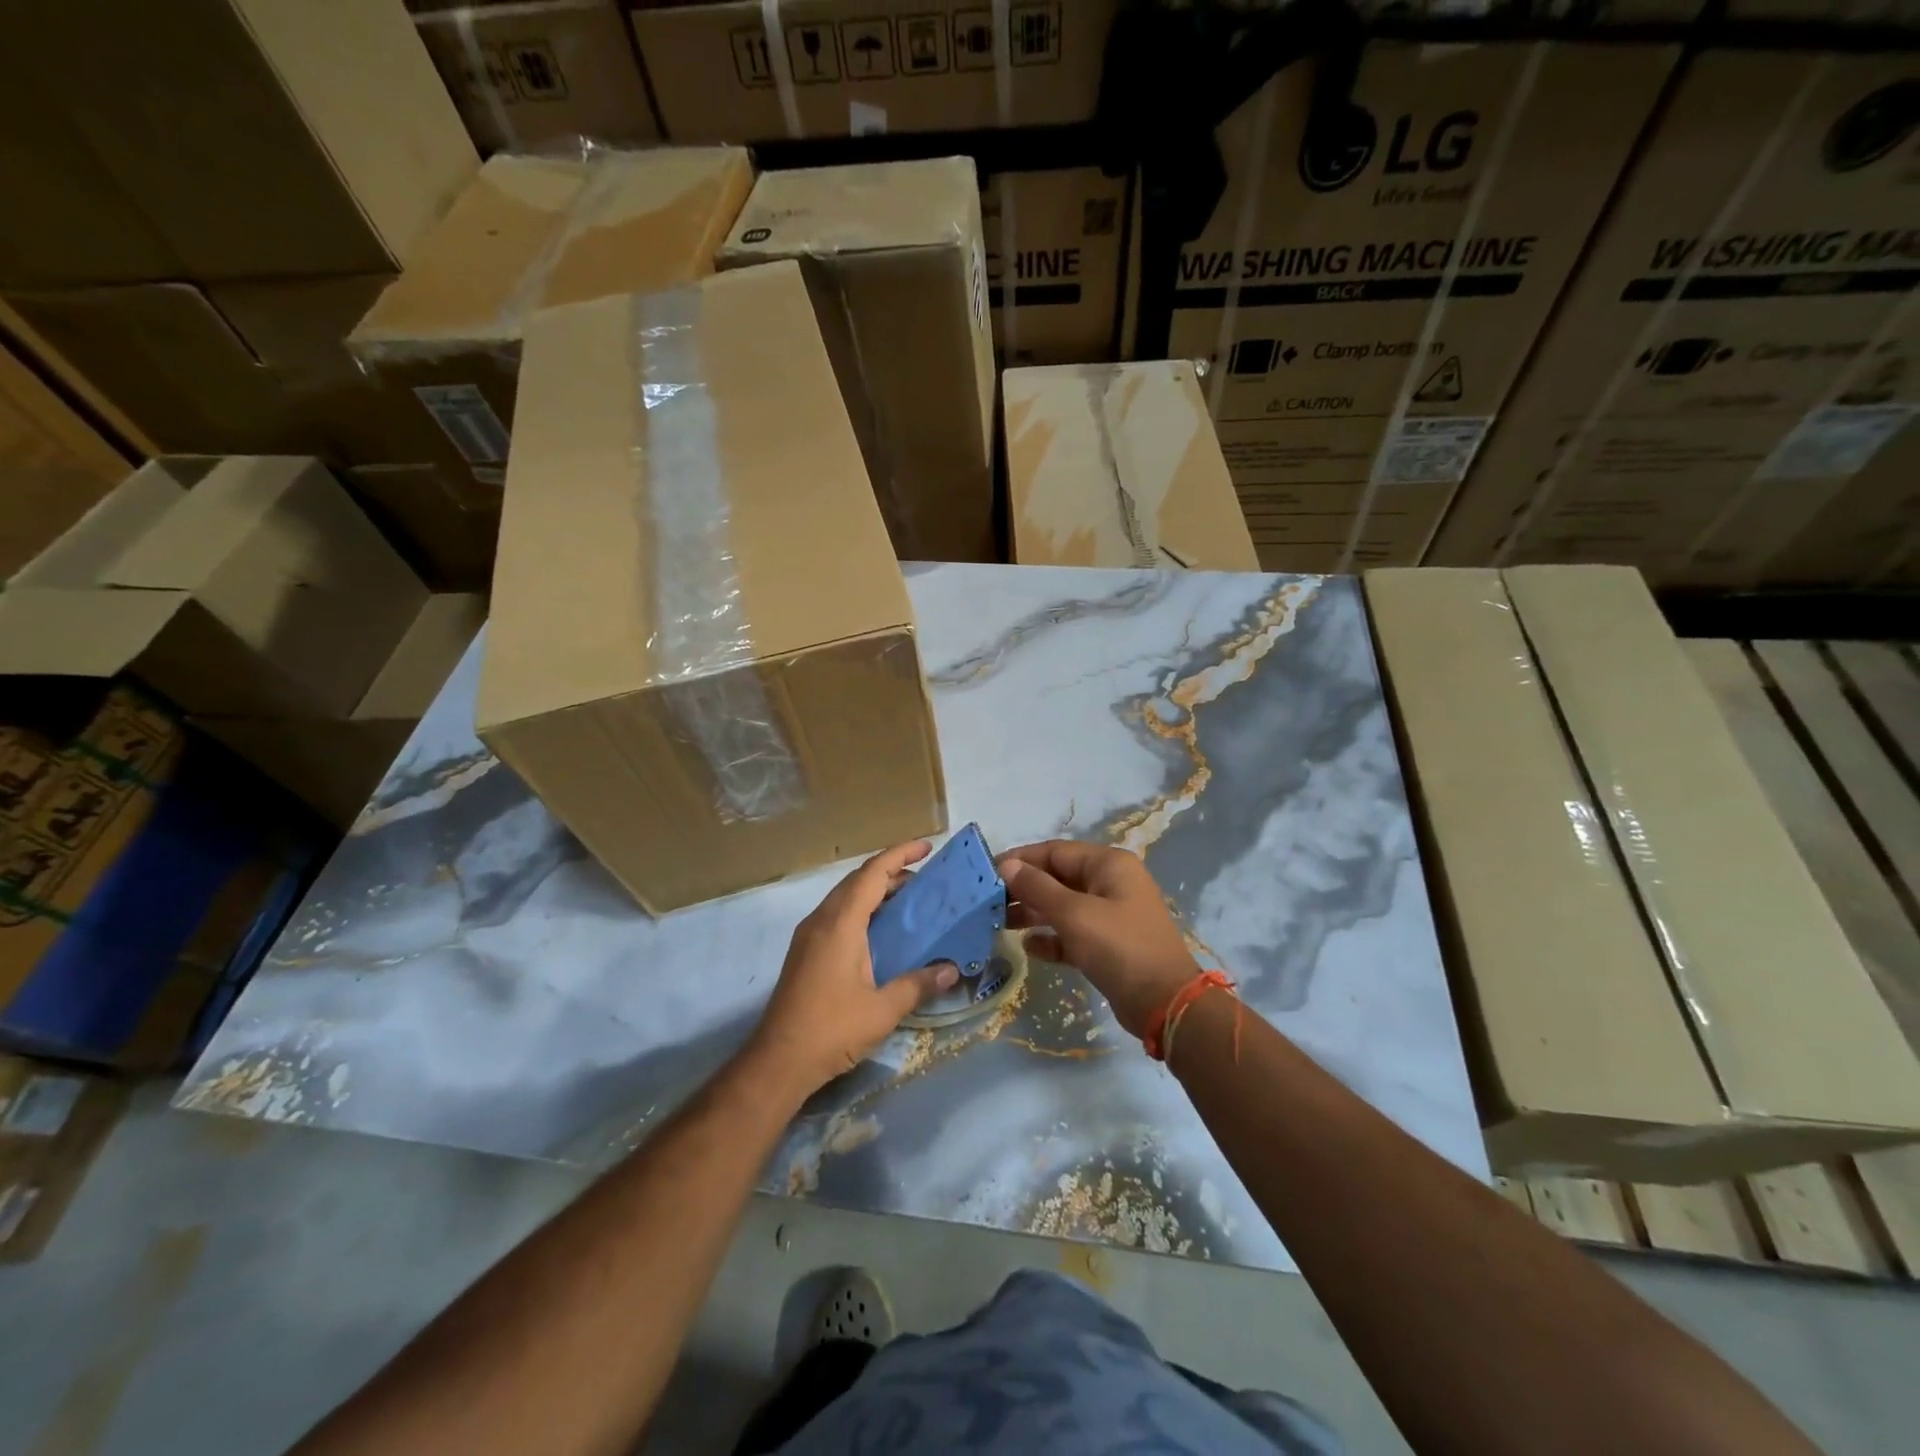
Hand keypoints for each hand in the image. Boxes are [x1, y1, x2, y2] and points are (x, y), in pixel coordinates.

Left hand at [747, 841, 959, 1096]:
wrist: (778, 1061)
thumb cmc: (831, 1030)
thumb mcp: (883, 1010)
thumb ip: (918, 985)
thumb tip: (951, 970)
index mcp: (841, 924)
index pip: (872, 874)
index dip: (900, 854)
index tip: (928, 847)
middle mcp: (822, 920)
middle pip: (858, 880)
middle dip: (892, 872)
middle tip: (926, 879)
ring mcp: (809, 935)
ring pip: (846, 897)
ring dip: (876, 891)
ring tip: (909, 901)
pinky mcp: (805, 951)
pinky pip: (838, 914)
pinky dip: (863, 909)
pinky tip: (882, 931)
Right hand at [998, 840, 1197, 1038]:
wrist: (1165, 1003)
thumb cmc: (1119, 947)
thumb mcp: (1074, 914)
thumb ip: (1037, 888)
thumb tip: (1007, 865)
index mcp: (1108, 865)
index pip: (1055, 851)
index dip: (1021, 860)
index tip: (987, 873)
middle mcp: (1110, 883)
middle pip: (1058, 878)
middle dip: (1024, 888)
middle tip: (988, 903)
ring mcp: (1111, 915)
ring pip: (1063, 906)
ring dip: (1033, 913)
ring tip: (998, 924)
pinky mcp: (1108, 945)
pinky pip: (1072, 933)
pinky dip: (1051, 938)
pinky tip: (1029, 948)